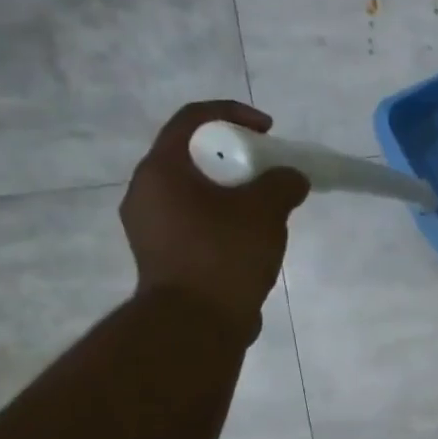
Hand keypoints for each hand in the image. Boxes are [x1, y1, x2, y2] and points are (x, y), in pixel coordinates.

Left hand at [121, 102, 308, 336]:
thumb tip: (292, 177)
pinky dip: (222, 217)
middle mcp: (146, 192)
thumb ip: (282, 184)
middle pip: (191, 156)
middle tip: (268, 170)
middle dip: (234, 156)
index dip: (233, 114)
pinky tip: (250, 237)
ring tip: (265, 207)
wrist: (195, 324)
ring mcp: (150, 227)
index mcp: (161, 170)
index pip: (192, 119)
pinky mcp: (162, 255)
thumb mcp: (264, 212)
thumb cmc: (224, 256)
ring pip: (194, 191)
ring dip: (230, 190)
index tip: (268, 130)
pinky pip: (194, 220)